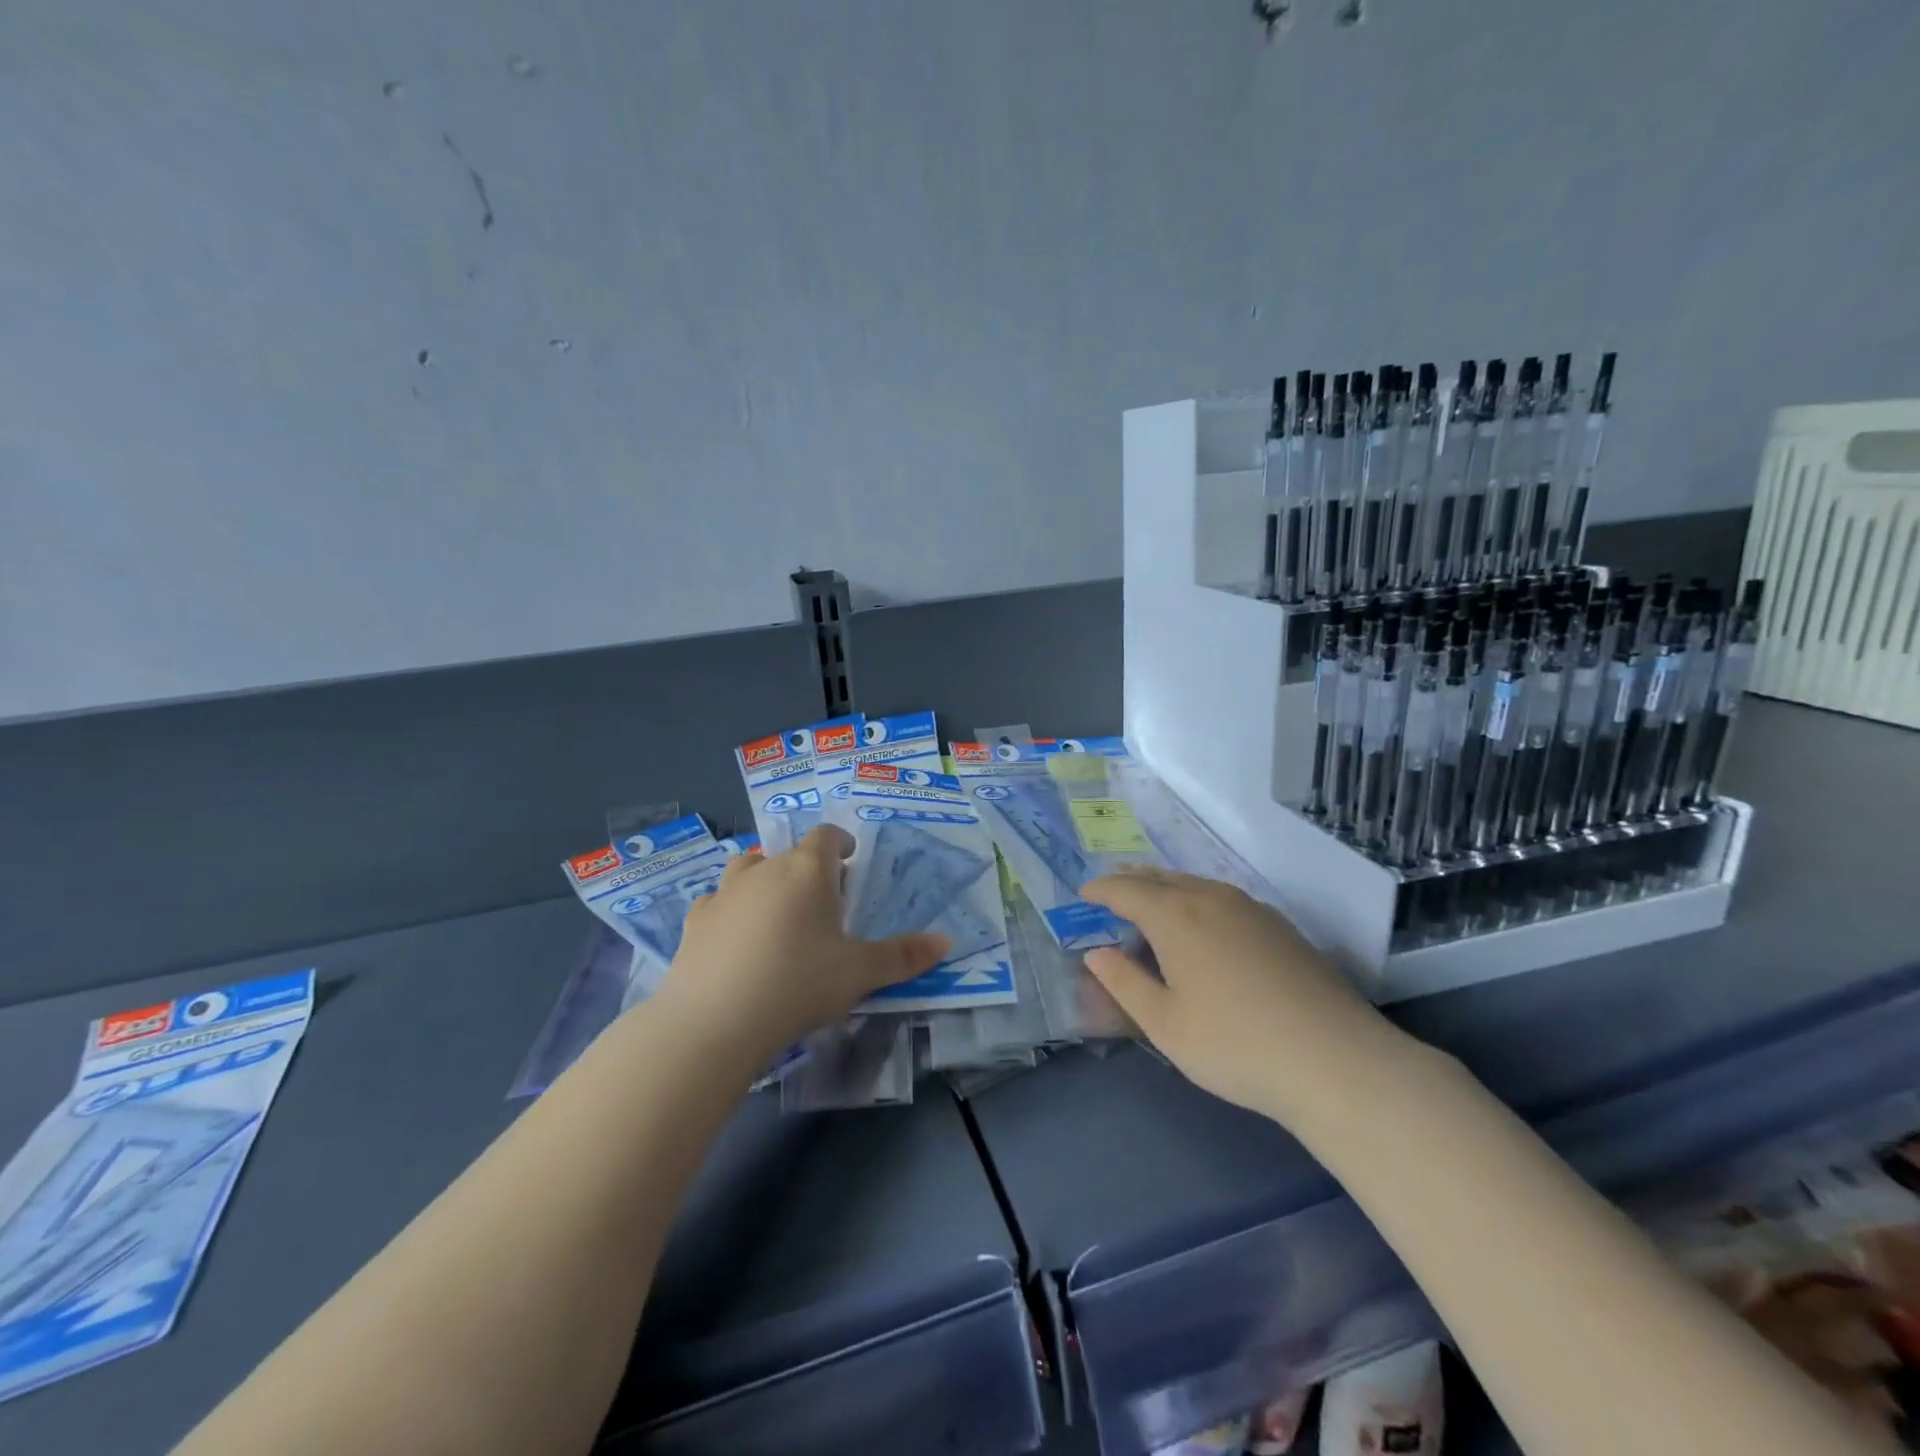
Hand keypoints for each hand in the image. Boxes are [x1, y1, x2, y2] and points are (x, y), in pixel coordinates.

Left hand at [654, 825, 947, 1064]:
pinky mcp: (696, 919)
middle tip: (822, 903)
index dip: (840, 843)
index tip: (849, 860)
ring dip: (764, 879)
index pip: (826, 836)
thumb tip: (947, 941)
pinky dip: (731, 909)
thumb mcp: (860, 973)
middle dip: (807, 869)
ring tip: (776, 911)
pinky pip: (718, 901)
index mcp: (808, 870)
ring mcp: (725, 892)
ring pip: (748, 867)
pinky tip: (735, 938)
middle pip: (789, 853)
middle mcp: (765, 869)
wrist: (716, 1021)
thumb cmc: (799, 984)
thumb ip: (904, 956)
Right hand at [1081, 867, 1413, 1119]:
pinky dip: (1196, 899)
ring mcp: (1251, 909)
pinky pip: (1222, 897)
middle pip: (1161, 878)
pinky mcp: (1279, 926)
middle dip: (1131, 881)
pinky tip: (1202, 923)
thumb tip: (1096, 954)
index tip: (1083, 895)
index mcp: (1176, 916)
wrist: (1336, 1060)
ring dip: (1165, 887)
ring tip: (1150, 901)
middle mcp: (1211, 899)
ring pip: (1195, 884)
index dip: (1101, 890)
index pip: (1127, 891)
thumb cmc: (1236, 1044)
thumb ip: (1124, 983)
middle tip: (1111, 890)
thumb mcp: (1165, 1024)